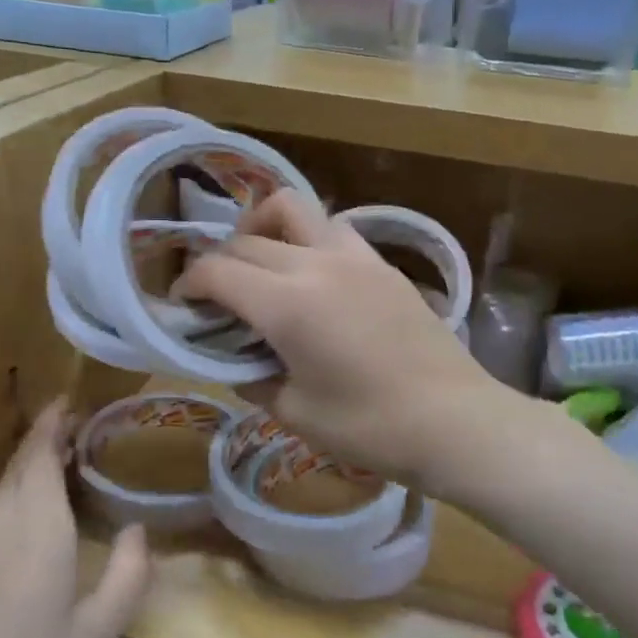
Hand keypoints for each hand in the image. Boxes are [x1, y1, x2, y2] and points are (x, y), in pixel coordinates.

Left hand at [0, 400, 149, 637]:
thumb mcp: (97, 633)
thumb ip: (127, 574)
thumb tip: (138, 529)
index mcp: (37, 532)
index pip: (40, 458)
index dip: (53, 424)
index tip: (72, 400)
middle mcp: (1, 528)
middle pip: (19, 465)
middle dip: (45, 436)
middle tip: (79, 423)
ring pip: (4, 487)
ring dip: (31, 462)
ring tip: (66, 456)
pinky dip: (19, 490)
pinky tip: (38, 509)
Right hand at [177, 190, 505, 491]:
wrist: (455, 420)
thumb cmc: (370, 427)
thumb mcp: (295, 413)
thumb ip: (253, 379)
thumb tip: (237, 362)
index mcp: (287, 304)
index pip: (218, 270)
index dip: (189, 283)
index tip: (182, 303)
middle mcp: (316, 265)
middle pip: (248, 239)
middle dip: (220, 261)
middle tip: (216, 296)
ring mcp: (355, 257)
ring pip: (295, 210)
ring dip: (264, 228)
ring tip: (261, 264)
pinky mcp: (383, 264)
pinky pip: (332, 231)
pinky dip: (306, 240)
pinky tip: (311, 278)